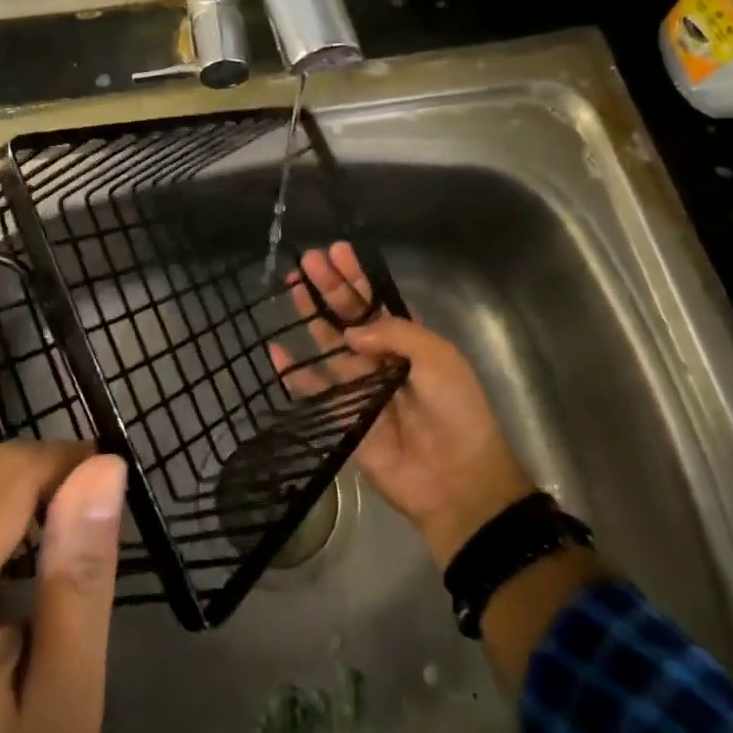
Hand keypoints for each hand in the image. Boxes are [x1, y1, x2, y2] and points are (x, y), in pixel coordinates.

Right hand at [271, 242, 536, 568]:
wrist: (456, 480)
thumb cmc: (455, 411)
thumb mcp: (438, 358)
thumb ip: (394, 334)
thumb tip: (351, 331)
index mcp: (407, 341)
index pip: (376, 301)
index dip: (357, 276)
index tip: (337, 251)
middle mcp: (380, 358)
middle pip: (348, 315)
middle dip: (330, 287)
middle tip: (307, 260)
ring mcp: (359, 386)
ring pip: (328, 343)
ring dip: (311, 315)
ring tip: (292, 286)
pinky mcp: (343, 415)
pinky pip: (313, 390)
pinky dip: (293, 373)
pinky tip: (275, 350)